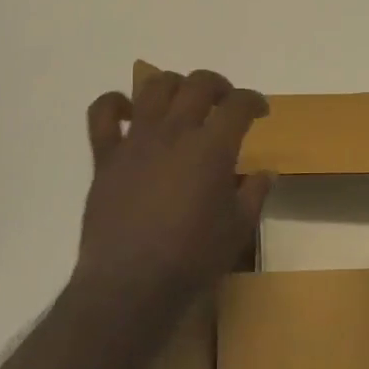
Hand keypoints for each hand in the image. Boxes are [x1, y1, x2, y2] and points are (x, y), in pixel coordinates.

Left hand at [73, 69, 272, 320]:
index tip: (260, 111)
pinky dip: (114, 104)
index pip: (238, 105)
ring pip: (154, 87)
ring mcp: (136, 141)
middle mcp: (174, 132)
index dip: (254, 101)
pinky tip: (127, 113)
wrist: (130, 284)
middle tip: (225, 103)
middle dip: (219, 85)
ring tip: (182, 102)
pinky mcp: (106, 156)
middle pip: (198, 84)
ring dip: (173, 85)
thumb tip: (266, 172)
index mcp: (211, 148)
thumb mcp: (238, 229)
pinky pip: (102, 114)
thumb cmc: (192, 259)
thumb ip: (254, 194)